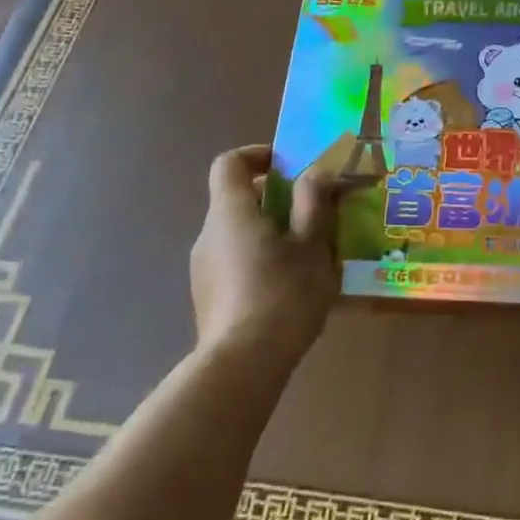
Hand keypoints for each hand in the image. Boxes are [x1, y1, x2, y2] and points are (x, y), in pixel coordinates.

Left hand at [189, 145, 339, 364]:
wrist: (242, 365)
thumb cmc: (283, 294)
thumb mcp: (312, 244)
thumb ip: (313, 202)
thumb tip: (316, 172)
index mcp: (231, 212)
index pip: (230, 163)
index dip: (258, 155)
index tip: (290, 165)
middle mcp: (209, 234)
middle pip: (237, 200)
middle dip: (276, 200)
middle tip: (313, 214)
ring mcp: (203, 269)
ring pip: (238, 235)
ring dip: (270, 233)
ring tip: (308, 255)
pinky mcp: (208, 299)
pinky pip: (235, 263)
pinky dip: (260, 261)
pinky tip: (289, 289)